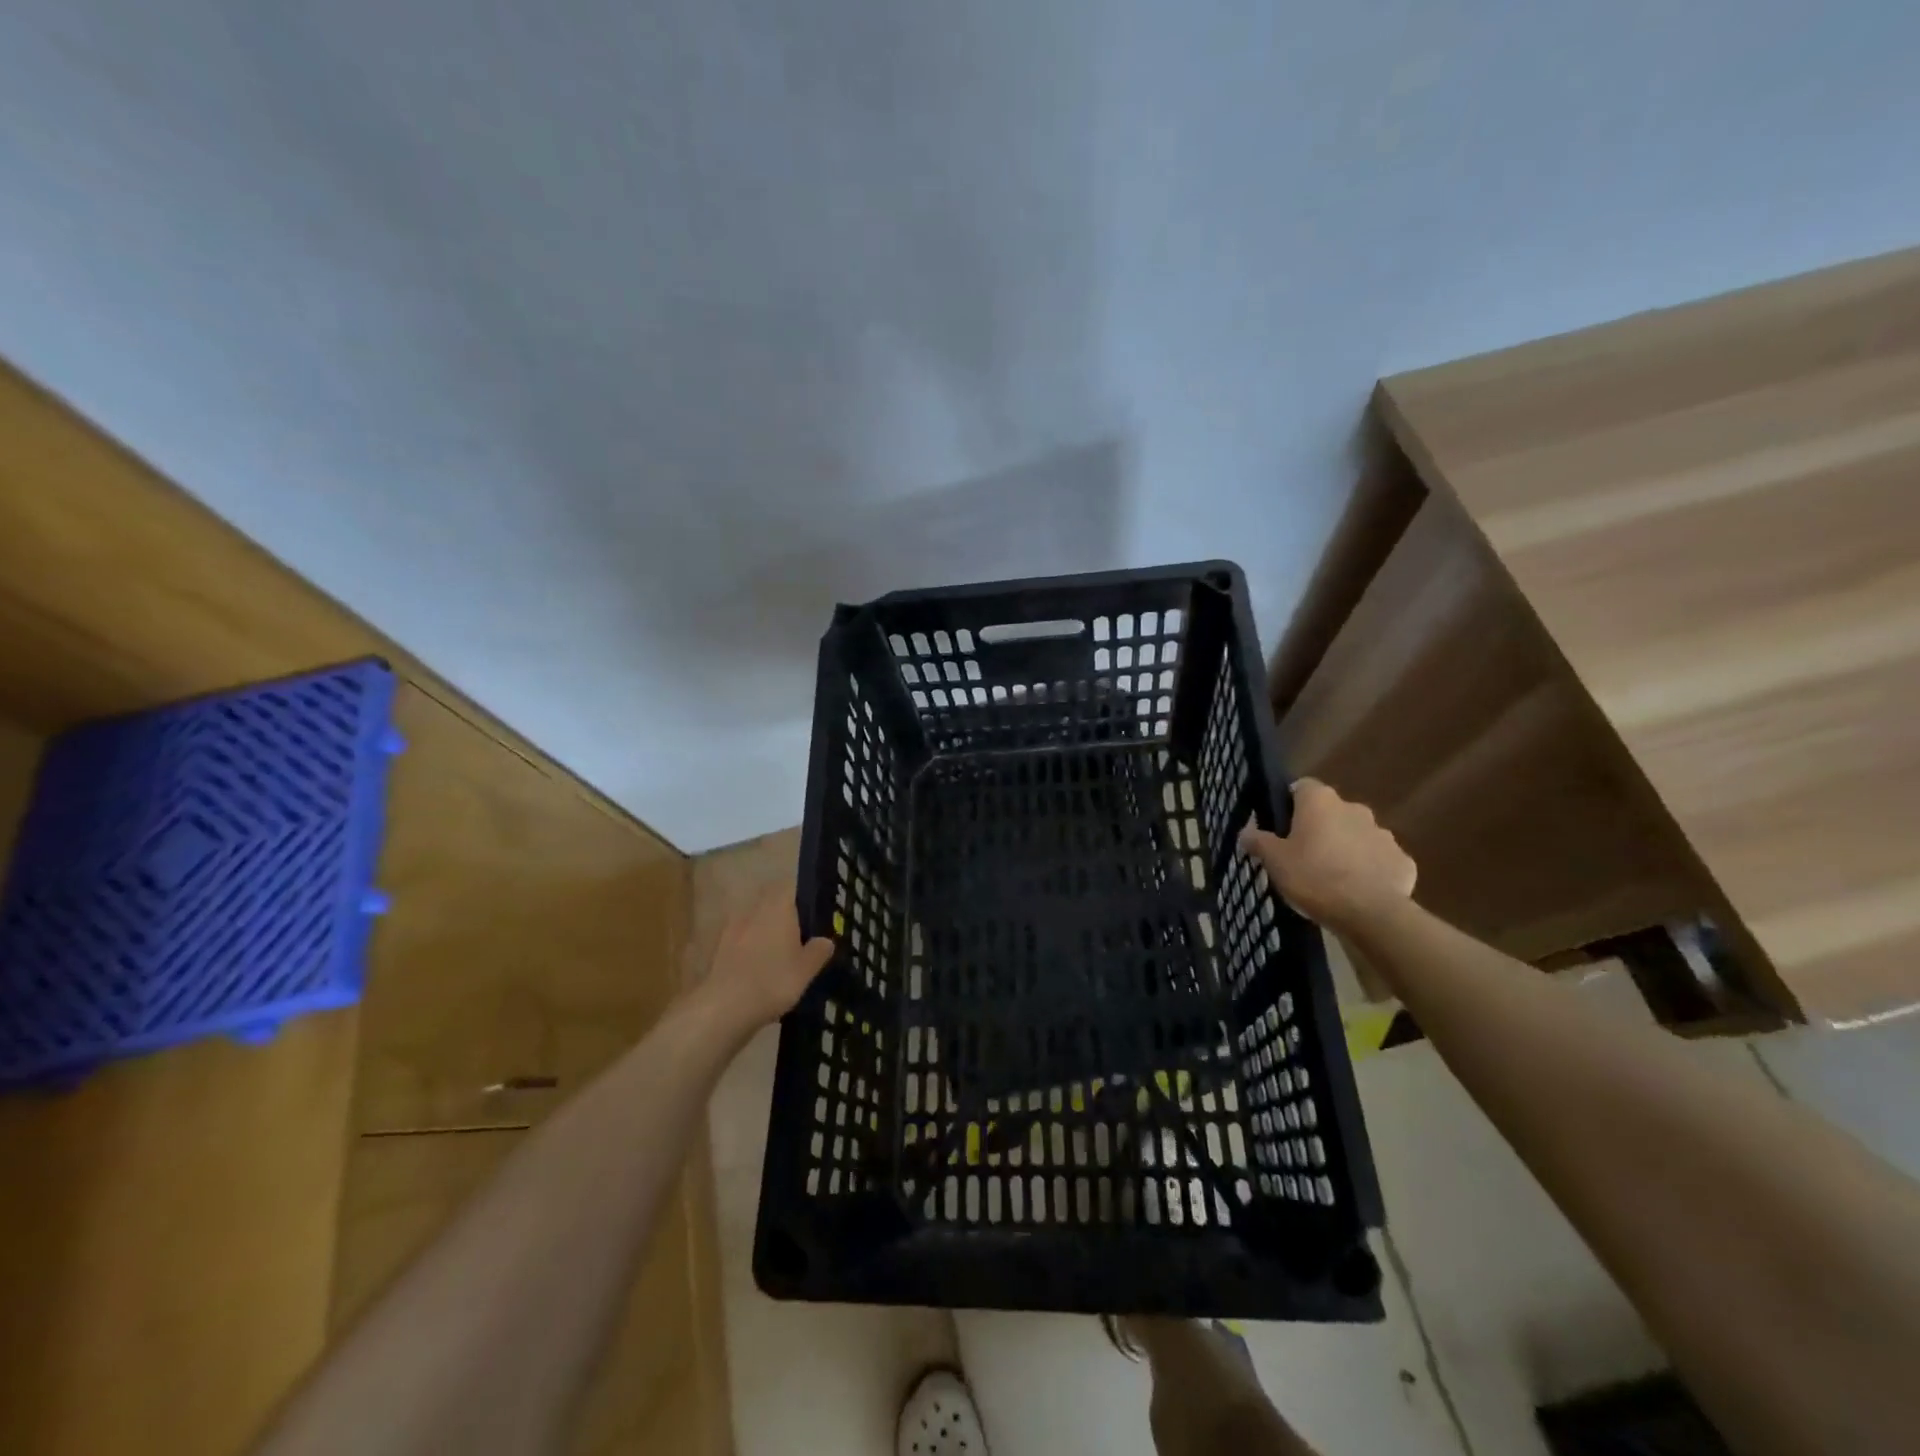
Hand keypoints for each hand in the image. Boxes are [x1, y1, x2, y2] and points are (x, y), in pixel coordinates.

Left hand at [696, 886, 834, 1032]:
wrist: (722, 1008)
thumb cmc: (773, 981)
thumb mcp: (806, 970)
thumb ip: (818, 951)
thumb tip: (825, 940)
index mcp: (778, 906)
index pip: (791, 887)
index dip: (802, 897)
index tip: (812, 914)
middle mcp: (753, 909)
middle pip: (770, 902)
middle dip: (782, 915)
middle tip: (798, 936)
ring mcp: (731, 927)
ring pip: (753, 921)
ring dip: (763, 931)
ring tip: (777, 955)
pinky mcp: (716, 948)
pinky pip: (739, 940)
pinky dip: (748, 949)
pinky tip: (756, 970)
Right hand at [1238, 778, 1415, 931]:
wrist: (1370, 913)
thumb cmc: (1314, 877)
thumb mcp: (1274, 861)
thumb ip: (1258, 841)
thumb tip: (1245, 831)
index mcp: (1320, 802)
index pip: (1302, 787)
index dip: (1290, 803)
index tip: (1281, 826)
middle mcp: (1354, 809)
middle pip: (1331, 812)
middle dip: (1319, 828)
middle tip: (1302, 855)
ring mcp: (1383, 834)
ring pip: (1356, 835)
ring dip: (1345, 848)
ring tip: (1330, 877)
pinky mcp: (1402, 860)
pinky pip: (1378, 860)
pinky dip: (1368, 870)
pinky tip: (1357, 891)